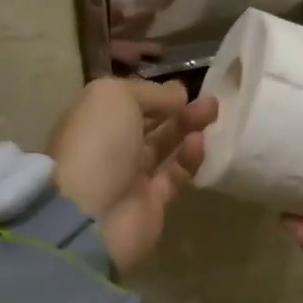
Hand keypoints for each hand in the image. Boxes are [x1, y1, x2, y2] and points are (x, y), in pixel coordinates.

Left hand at [50, 77, 218, 274]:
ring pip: (163, 147)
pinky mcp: (151, 203)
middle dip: (177, 109)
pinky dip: (188, 159)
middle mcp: (109, 147)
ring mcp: (129, 177)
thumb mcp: (115, 97)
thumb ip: (149, 92)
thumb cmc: (97, 144)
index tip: (182, 87)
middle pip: (148, 123)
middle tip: (209, 100)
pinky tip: (199, 142)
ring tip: (213, 111)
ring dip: (188, 128)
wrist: (90, 215)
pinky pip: (173, 176)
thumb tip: (177, 94)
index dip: (153, 93)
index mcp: (92, 119)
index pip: (126, 101)